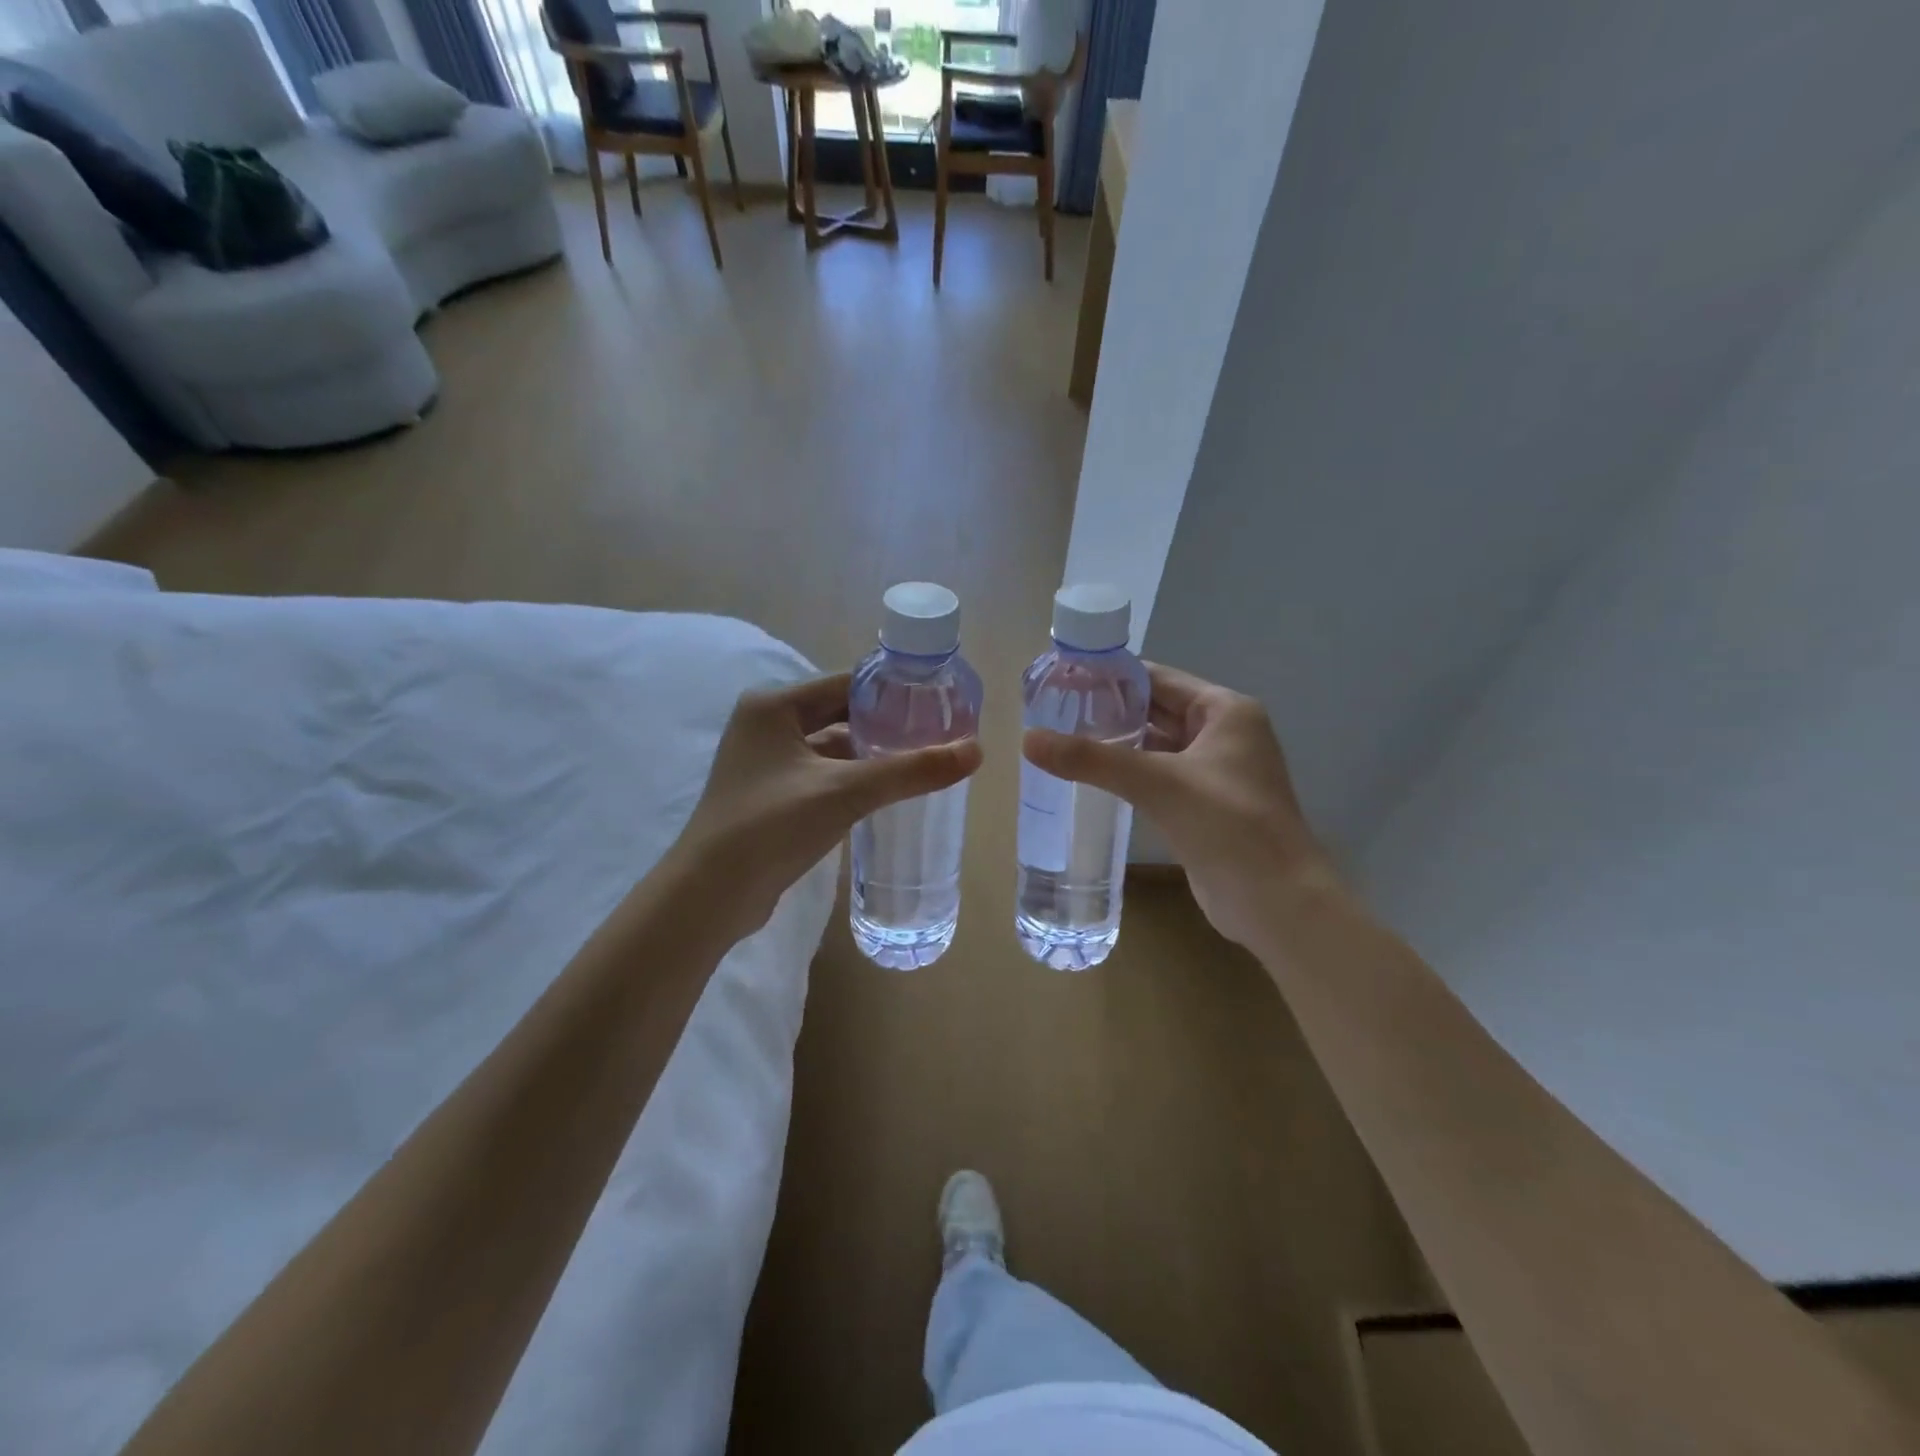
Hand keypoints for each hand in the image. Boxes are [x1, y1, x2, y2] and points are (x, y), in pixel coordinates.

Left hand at [672, 672, 981, 941]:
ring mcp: (766, 762)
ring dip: (871, 754)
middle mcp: (766, 724)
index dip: (894, 693)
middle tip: (938, 733)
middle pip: (841, 712)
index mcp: (774, 705)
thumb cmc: (770, 827)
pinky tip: (887, 791)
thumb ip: (911, 771)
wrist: (710, 896)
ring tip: (922, 760)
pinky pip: (823, 774)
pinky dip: (853, 778)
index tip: (939, 704)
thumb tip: (975, 751)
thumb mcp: (845, 792)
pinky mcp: (771, 794)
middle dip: (886, 725)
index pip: (847, 683)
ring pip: (833, 746)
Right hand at [1023, 664, 1332, 948]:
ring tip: (1062, 739)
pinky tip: (1091, 778)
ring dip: (1117, 744)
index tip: (1063, 680)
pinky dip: (1129, 775)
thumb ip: (1092, 760)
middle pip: (1156, 710)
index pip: (1158, 679)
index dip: (1111, 677)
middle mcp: (1223, 734)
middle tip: (1053, 712)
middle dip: (1109, 711)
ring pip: (1156, 746)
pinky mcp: (1203, 806)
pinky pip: (1158, 778)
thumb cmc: (1228, 825)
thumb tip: (1027, 739)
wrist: (1276, 902)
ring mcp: (1215, 773)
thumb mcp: (1157, 783)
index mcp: (1225, 711)